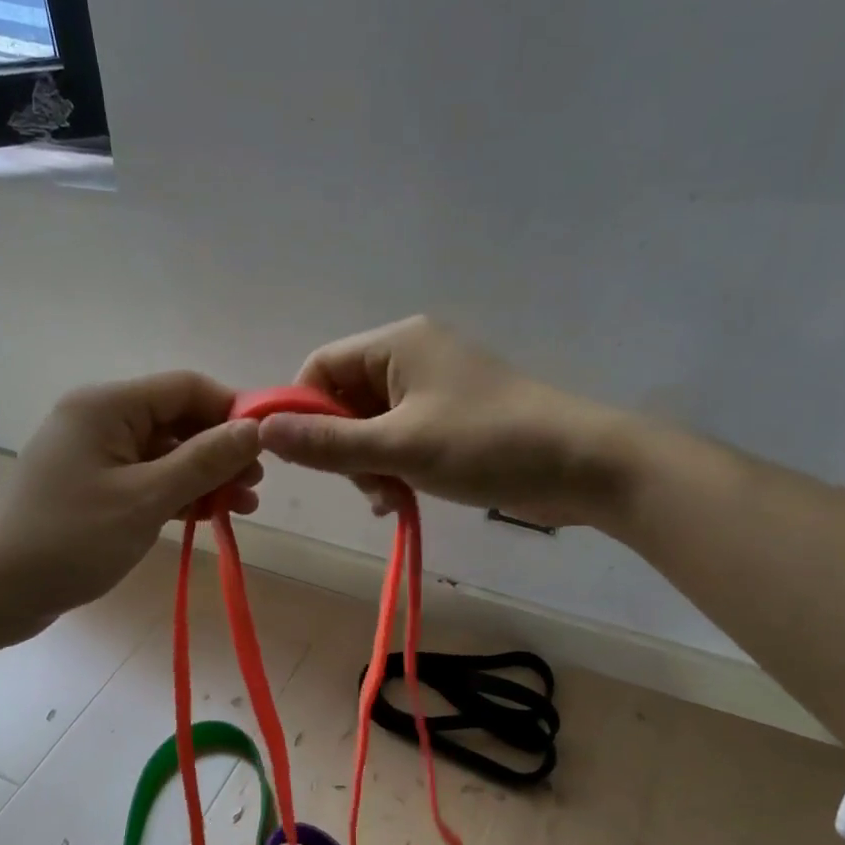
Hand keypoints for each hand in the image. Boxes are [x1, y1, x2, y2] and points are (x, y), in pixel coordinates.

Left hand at [0, 373, 261, 643]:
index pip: (186, 388)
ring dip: (206, 477)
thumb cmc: (68, 539)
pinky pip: (149, 479)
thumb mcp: (144, 499)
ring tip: (243, 508)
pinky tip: (210, 517)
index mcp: (108, 406)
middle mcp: (102, 420)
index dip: (231, 411)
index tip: (268, 447)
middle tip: (256, 487)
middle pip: (178, 420)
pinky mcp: (96, 488)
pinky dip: (179, 495)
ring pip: (167, 454)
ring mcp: (97, 456)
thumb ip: (203, 461)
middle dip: (221, 451)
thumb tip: (254, 428)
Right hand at [258, 316, 616, 527]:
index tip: (302, 458)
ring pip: (371, 426)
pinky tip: (400, 500)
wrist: (583, 465)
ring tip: (389, 498)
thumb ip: (328, 442)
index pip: (320, 367)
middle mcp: (412, 357)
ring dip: (368, 465)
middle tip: (364, 485)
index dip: (301, 411)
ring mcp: (434, 389)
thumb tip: (261, 431)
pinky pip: (400, 439)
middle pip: (343, 399)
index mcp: (397, 344)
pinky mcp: (452, 419)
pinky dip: (393, 468)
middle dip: (343, 447)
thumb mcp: (400, 446)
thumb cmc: (487, 444)